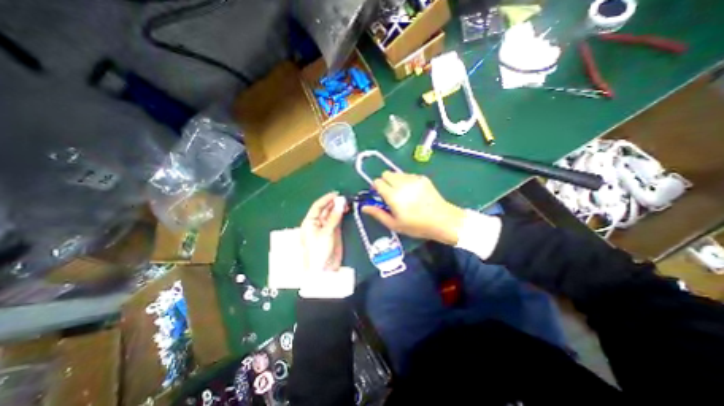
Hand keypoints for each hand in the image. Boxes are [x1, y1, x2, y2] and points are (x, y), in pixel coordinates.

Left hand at [299, 192, 345, 272]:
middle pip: (325, 209)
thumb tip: (341, 202)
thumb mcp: (326, 233)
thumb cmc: (319, 250)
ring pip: (332, 214)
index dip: (326, 199)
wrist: (324, 269)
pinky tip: (346, 210)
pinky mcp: (333, 232)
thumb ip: (334, 217)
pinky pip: (337, 220)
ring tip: (347, 203)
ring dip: (338, 208)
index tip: (336, 194)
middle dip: (334, 203)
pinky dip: (341, 215)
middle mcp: (317, 223)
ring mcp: (326, 227)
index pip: (317, 206)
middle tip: (345, 198)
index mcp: (309, 222)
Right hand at [361, 169, 462, 244]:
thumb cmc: (416, 225)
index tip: (380, 195)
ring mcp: (414, 179)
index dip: (376, 187)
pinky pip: (409, 175)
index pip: (378, 182)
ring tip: (403, 193)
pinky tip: (413, 192)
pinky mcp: (423, 178)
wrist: (442, 220)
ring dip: (395, 180)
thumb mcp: (394, 224)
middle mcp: (402, 184)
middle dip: (385, 181)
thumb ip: (377, 214)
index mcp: (393, 195)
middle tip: (390, 194)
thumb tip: (364, 207)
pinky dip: (406, 180)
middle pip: (386, 173)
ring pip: (397, 173)